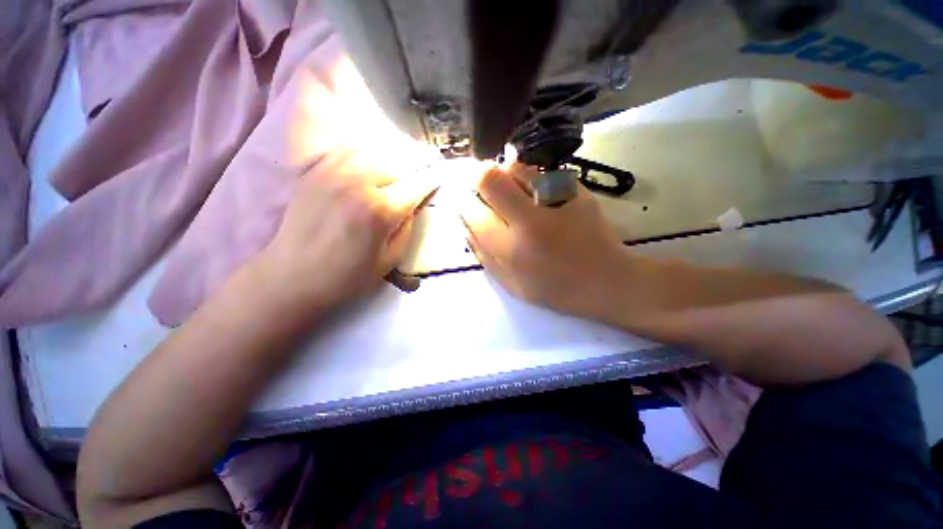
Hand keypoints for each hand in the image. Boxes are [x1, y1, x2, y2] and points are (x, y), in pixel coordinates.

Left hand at [250, 150, 436, 313]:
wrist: (292, 276)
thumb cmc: (347, 276)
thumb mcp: (390, 260)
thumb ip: (407, 228)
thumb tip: (412, 205)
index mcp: (380, 210)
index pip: (416, 185)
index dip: (430, 183)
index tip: (437, 182)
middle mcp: (359, 183)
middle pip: (396, 165)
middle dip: (409, 176)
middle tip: (411, 188)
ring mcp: (333, 173)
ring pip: (373, 152)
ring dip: (388, 164)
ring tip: (390, 177)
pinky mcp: (315, 172)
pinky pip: (345, 151)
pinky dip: (363, 155)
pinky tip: (366, 168)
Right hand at [461, 163, 631, 321]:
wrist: (607, 281)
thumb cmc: (556, 290)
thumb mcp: (511, 284)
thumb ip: (484, 255)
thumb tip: (465, 225)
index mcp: (512, 250)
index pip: (473, 213)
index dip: (463, 202)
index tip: (464, 201)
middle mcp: (530, 220)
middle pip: (490, 178)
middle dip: (476, 177)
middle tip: (481, 188)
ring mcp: (555, 201)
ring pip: (515, 168)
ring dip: (504, 176)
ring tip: (511, 193)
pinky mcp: (575, 190)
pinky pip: (540, 173)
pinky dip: (528, 179)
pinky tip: (536, 196)